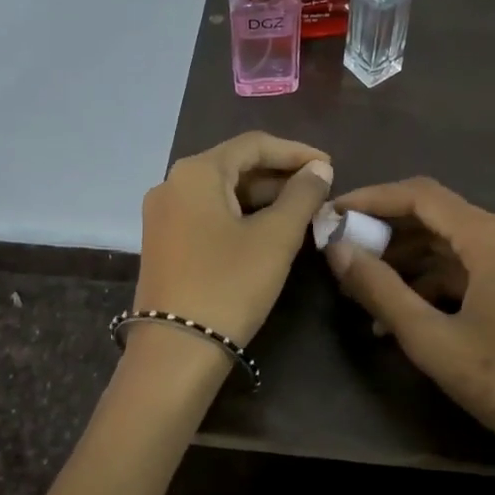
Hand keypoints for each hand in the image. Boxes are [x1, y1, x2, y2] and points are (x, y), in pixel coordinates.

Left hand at [134, 132, 333, 347]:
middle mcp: (172, 183)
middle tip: (320, 191)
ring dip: (263, 197)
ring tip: (303, 210)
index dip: (296, 151)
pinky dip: (241, 215)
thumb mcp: (275, 238)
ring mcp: (163, 214)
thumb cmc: (230, 284)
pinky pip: (209, 213)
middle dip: (280, 175)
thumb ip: (302, 195)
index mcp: (196, 172)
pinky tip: (269, 229)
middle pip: (235, 165)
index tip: (330, 167)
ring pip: (222, 191)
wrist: (176, 350)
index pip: (253, 144)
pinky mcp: (164, 241)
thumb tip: (319, 169)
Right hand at [324, 177, 494, 494]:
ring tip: (367, 289)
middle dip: (388, 232)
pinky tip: (407, 311)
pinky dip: (439, 280)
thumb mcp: (433, 341)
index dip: (372, 199)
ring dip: (411, 260)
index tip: (333, 214)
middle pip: (440, 215)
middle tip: (344, 254)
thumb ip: (380, 290)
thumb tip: (338, 249)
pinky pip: (476, 266)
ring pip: (456, 243)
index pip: (422, 195)